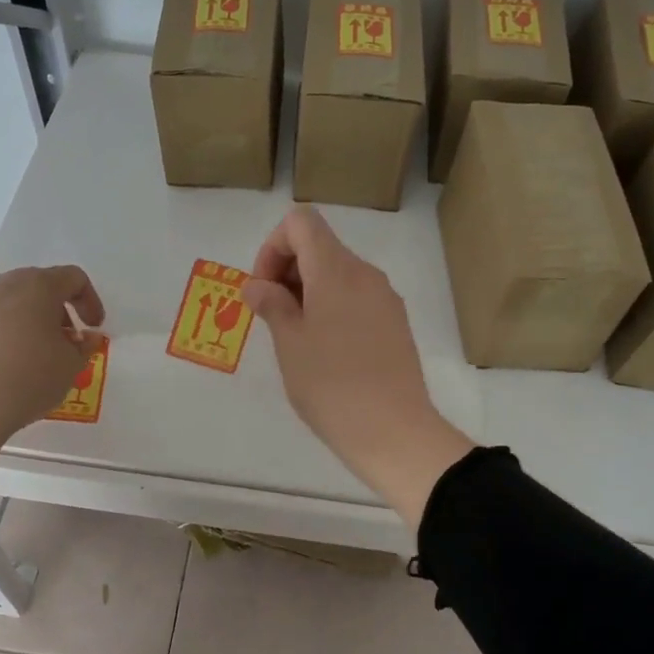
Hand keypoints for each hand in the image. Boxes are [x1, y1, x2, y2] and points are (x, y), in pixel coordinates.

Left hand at [0, 265, 104, 468]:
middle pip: (40, 286)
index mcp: (38, 286)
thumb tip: (86, 336)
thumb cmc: (29, 377)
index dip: (90, 301)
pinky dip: (6, 332)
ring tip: (37, 354)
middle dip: (59, 310)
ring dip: (32, 321)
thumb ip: (85, 346)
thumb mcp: (71, 366)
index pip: (74, 278)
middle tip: (66, 340)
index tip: (93, 328)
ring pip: (13, 302)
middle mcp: (5, 285)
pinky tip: (7, 364)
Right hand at [244, 208, 473, 525]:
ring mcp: (385, 298)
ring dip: (308, 291)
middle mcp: (365, 274)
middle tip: (271, 318)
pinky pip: (357, 297)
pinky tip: (325, 351)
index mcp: (336, 270)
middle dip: (287, 271)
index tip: (264, 289)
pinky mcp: (396, 323)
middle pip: (320, 246)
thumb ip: (271, 304)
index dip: (273, 246)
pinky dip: (332, 307)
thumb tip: (257, 285)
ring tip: (296, 339)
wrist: (394, 432)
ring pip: (338, 274)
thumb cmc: (331, 385)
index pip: (301, 222)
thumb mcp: (289, 344)